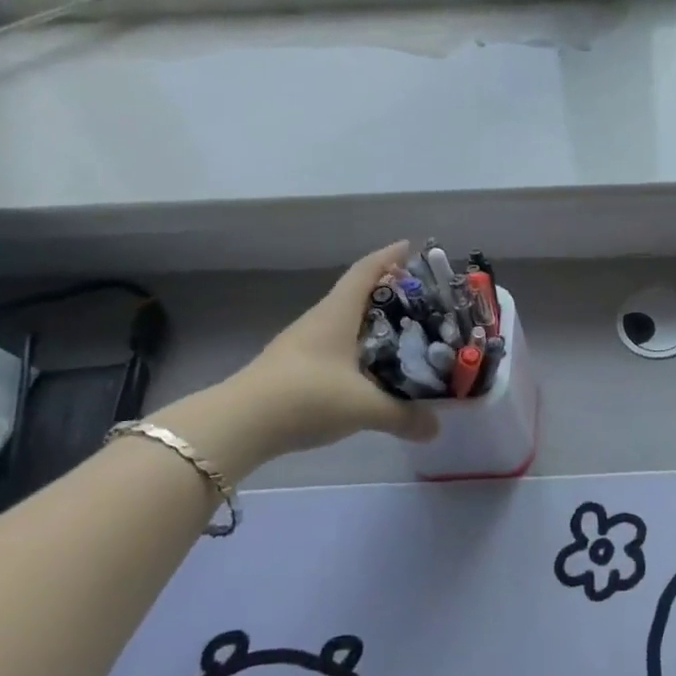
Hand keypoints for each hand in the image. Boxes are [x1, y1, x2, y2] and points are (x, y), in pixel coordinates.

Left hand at [224, 241, 438, 456]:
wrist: (238, 425)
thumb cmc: (306, 396)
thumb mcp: (364, 407)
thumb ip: (404, 415)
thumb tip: (437, 428)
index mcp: (337, 314)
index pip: (366, 271)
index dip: (389, 256)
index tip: (413, 247)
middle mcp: (320, 321)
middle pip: (358, 295)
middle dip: (390, 292)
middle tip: (424, 301)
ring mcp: (303, 344)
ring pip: (346, 323)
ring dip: (374, 323)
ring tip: (407, 335)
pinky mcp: (295, 368)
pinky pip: (337, 347)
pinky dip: (360, 349)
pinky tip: (373, 369)